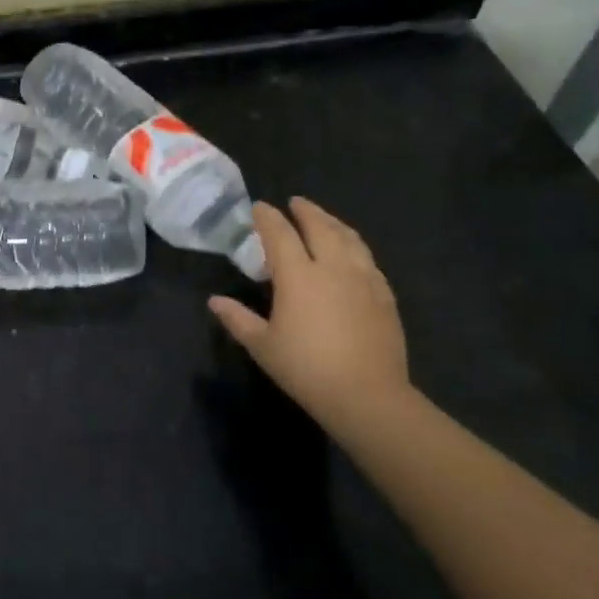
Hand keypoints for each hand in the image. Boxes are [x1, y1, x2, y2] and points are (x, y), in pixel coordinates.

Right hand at [208, 199, 408, 420]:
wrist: (368, 396)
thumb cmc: (306, 369)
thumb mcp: (262, 345)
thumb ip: (238, 318)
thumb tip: (214, 301)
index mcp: (298, 276)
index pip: (280, 234)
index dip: (268, 217)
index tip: (259, 207)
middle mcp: (332, 268)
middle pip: (320, 227)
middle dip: (306, 211)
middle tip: (295, 202)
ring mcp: (363, 280)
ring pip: (349, 239)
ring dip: (333, 223)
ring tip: (324, 219)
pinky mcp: (384, 296)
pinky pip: (368, 260)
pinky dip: (355, 247)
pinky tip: (353, 254)